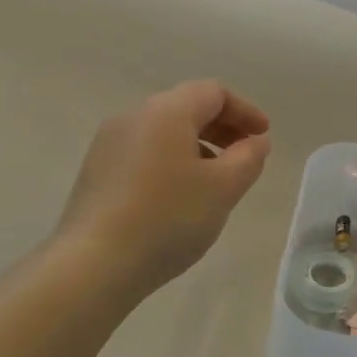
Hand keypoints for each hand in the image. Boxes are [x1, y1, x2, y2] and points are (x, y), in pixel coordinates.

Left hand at [57, 80, 271, 296]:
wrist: (94, 263)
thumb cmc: (168, 219)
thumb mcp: (223, 189)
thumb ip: (248, 158)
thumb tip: (255, 141)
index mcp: (166, 111)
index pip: (213, 93)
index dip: (244, 111)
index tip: (263, 137)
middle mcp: (133, 116)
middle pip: (185, 107)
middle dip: (221, 128)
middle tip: (244, 156)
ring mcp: (108, 143)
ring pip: (163, 132)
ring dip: (195, 146)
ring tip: (213, 181)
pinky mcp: (96, 171)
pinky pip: (143, 153)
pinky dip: (169, 162)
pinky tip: (177, 197)